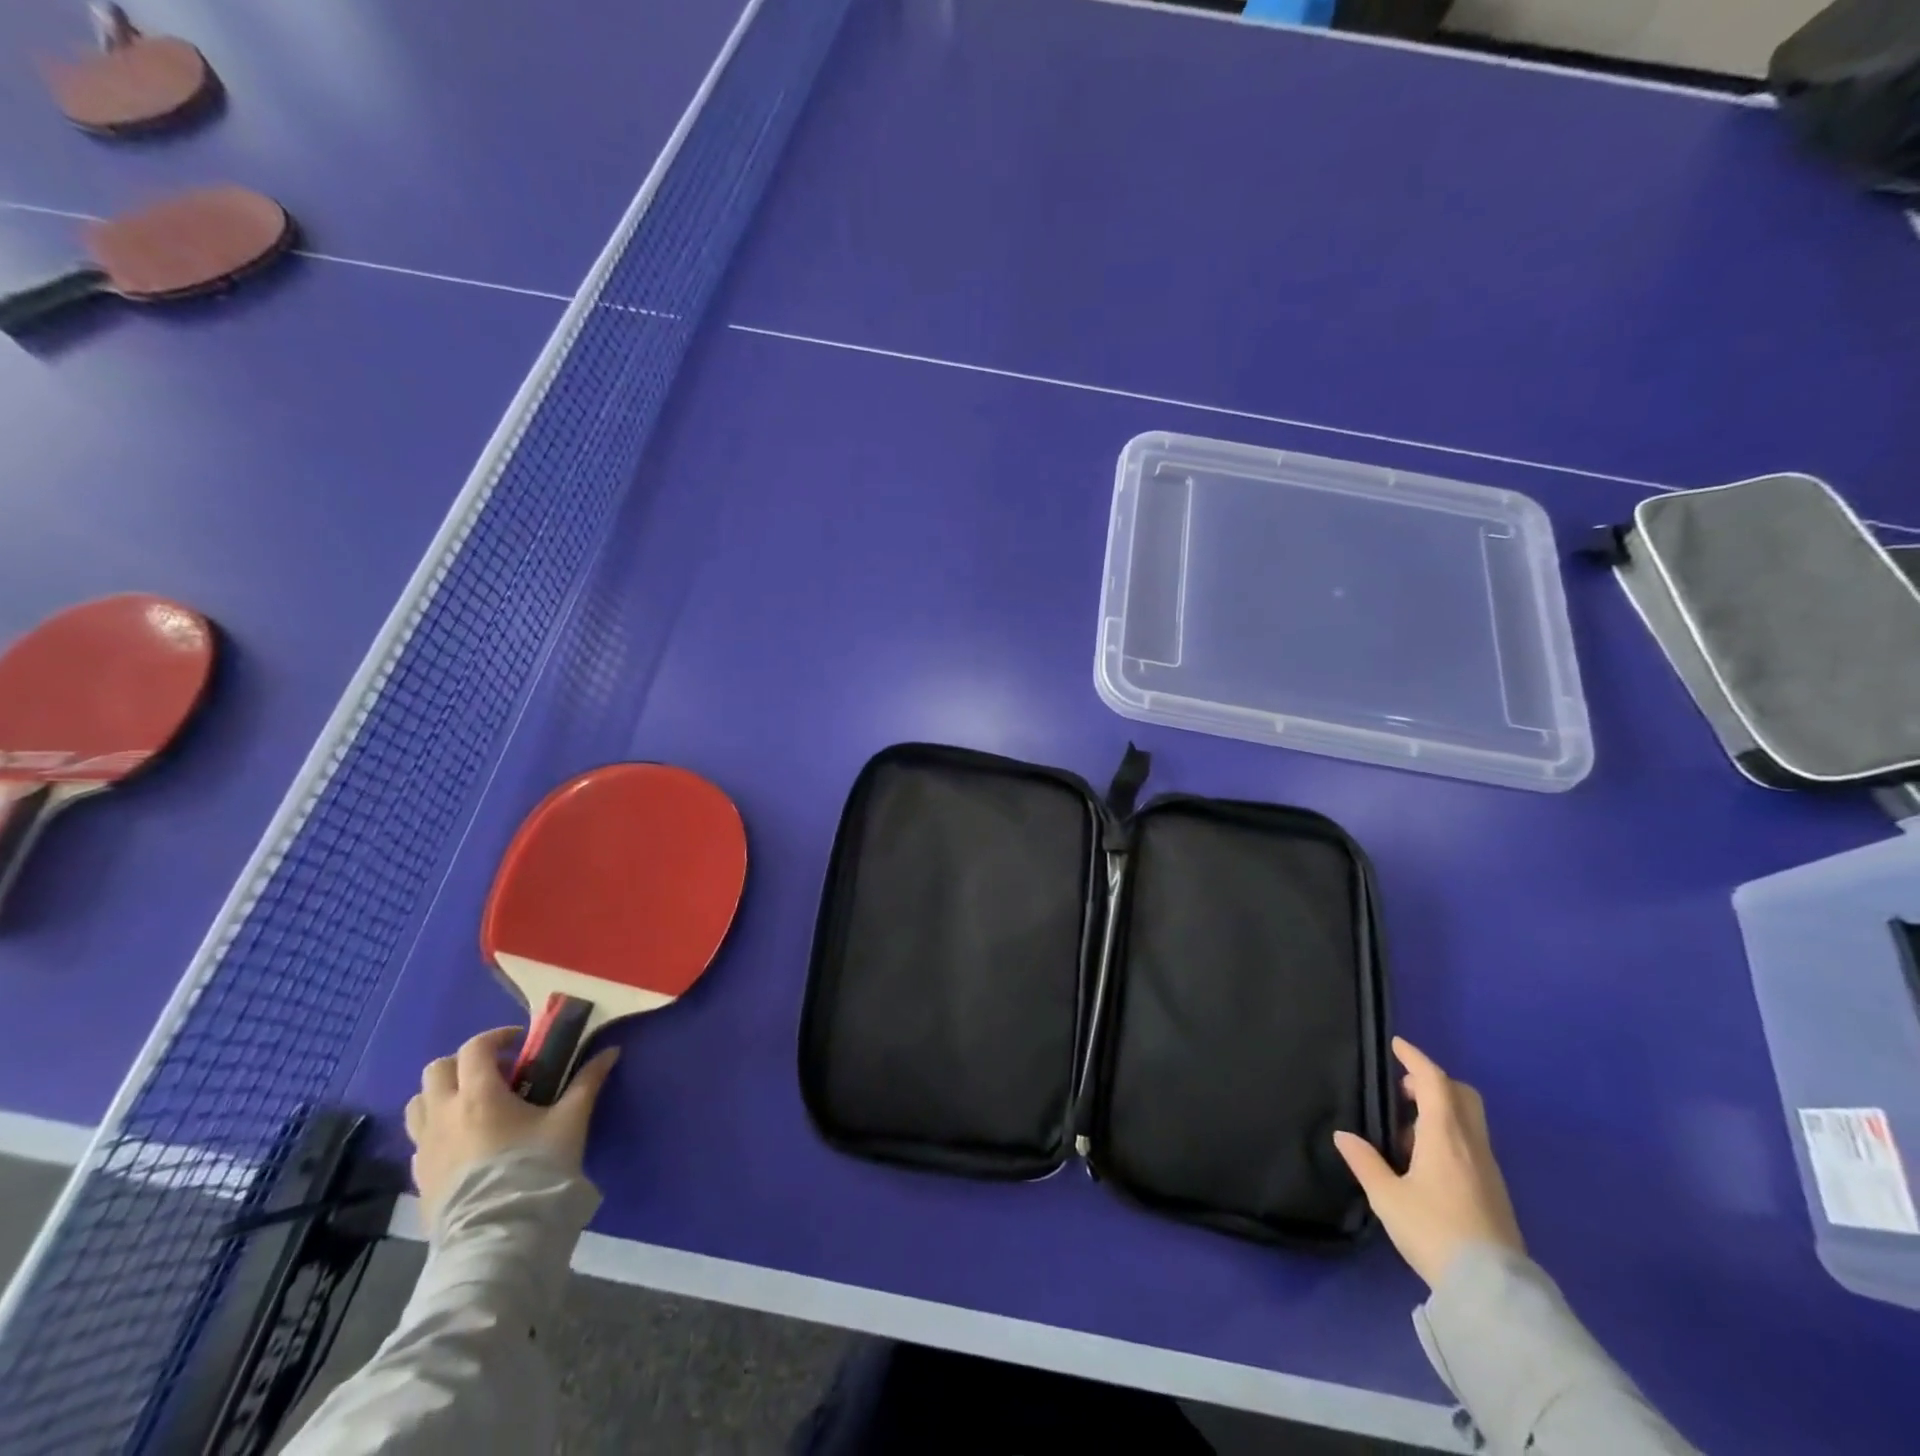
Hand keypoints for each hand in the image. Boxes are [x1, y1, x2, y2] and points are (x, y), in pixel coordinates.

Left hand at [404, 1027, 619, 1219]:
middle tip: (496, 1072)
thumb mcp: (570, 1121)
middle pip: (437, 1070)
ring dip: (443, 1093)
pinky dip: (437, 1127)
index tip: (521, 1043)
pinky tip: (465, 1141)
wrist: (500, 1234)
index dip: (497, 1037)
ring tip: (473, 1104)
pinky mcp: (419, 1176)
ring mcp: (424, 1147)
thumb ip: (587, 1082)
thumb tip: (611, 1052)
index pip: (475, 1048)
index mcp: (478, 1095)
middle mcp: (443, 1114)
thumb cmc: (535, 1168)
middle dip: (464, 1062)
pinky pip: (419, 1138)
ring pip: (418, 1103)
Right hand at [1333, 1037, 1524, 1288]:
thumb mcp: (1387, 1197)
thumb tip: (1344, 1135)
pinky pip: (1470, 1143)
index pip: (1434, 1081)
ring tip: (1405, 1135)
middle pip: (1461, 1095)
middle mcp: (1471, 1143)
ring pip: (1468, 1120)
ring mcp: (1488, 1168)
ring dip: (1439, 1111)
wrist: (1492, 1291)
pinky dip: (1448, 1135)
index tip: (1397, 1045)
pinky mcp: (1494, 1191)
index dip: (1415, 1059)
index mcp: (1445, 1135)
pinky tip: (1424, 1163)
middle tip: (1402, 1092)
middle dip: (1433, 1082)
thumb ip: (1365, 1161)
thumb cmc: (1434, 1232)